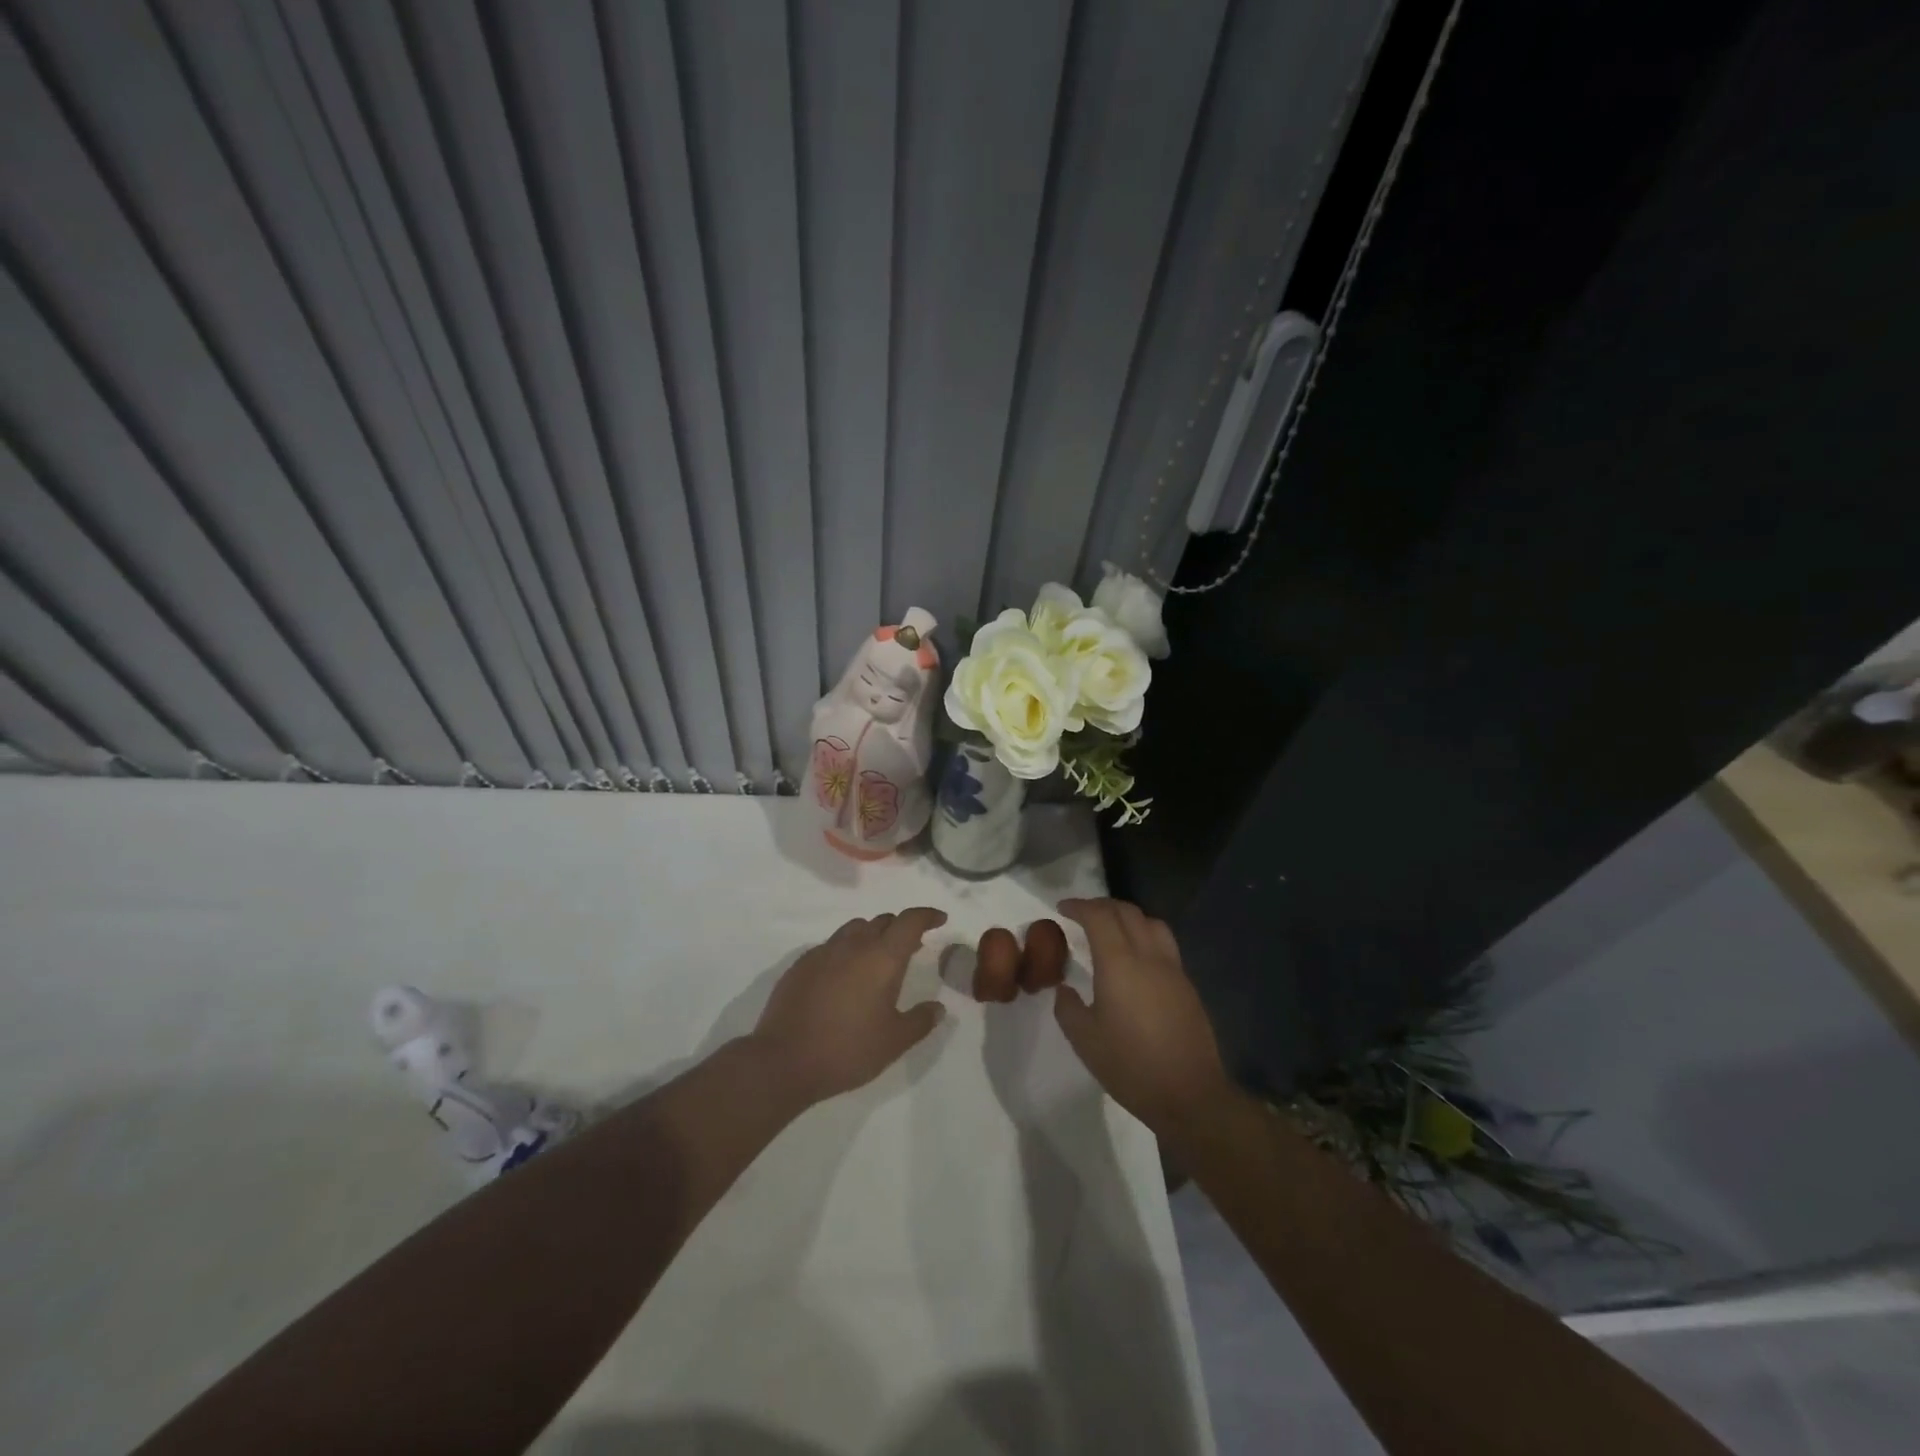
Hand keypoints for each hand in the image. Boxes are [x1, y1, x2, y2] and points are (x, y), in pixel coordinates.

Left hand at [750, 908, 948, 1103]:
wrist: (783, 1061)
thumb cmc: (847, 1050)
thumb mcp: (894, 1042)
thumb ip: (920, 1021)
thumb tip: (938, 1008)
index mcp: (882, 958)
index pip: (910, 921)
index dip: (927, 915)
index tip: (939, 919)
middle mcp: (854, 945)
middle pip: (882, 921)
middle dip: (900, 927)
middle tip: (912, 946)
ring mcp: (823, 952)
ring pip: (854, 928)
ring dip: (872, 934)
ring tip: (877, 958)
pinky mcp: (801, 964)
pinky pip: (831, 945)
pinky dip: (846, 950)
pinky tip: (844, 976)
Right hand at [1054, 898, 1230, 1134]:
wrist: (1190, 1095)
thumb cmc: (1131, 1066)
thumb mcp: (1084, 1040)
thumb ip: (1068, 1007)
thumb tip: (1066, 989)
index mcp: (1119, 964)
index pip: (1099, 916)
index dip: (1079, 906)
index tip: (1062, 909)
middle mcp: (1148, 956)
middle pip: (1126, 912)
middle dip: (1101, 906)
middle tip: (1081, 914)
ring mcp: (1172, 969)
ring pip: (1151, 922)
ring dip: (1127, 916)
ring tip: (1111, 929)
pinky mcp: (1187, 985)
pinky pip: (1164, 944)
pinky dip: (1145, 935)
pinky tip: (1135, 958)